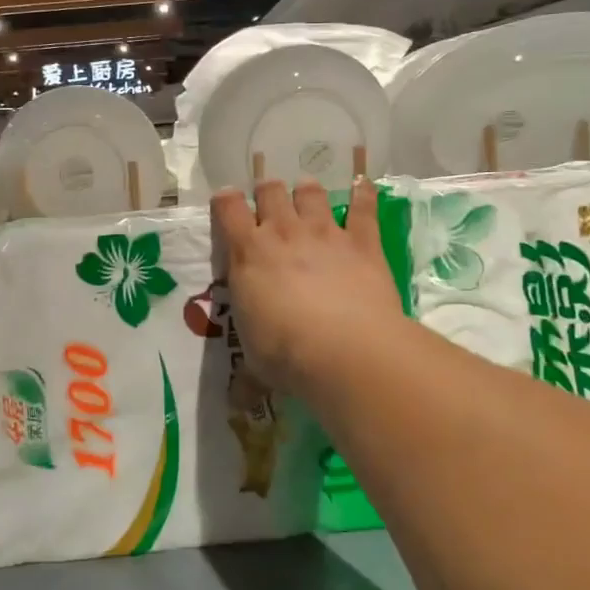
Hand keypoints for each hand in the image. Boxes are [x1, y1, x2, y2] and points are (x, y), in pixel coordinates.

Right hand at [210, 178, 404, 402]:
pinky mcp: (362, 242)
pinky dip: (364, 195)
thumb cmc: (286, 355)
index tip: (226, 201)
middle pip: (270, 191)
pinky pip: (364, 208)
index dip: (225, 201)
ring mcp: (325, 234)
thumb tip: (239, 403)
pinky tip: (365, 186)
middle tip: (270, 201)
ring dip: (307, 191)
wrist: (344, 350)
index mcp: (248, 255)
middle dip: (268, 191)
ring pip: (311, 194)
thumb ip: (247, 375)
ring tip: (308, 193)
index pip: (227, 211)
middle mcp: (283, 234)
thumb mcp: (255, 365)